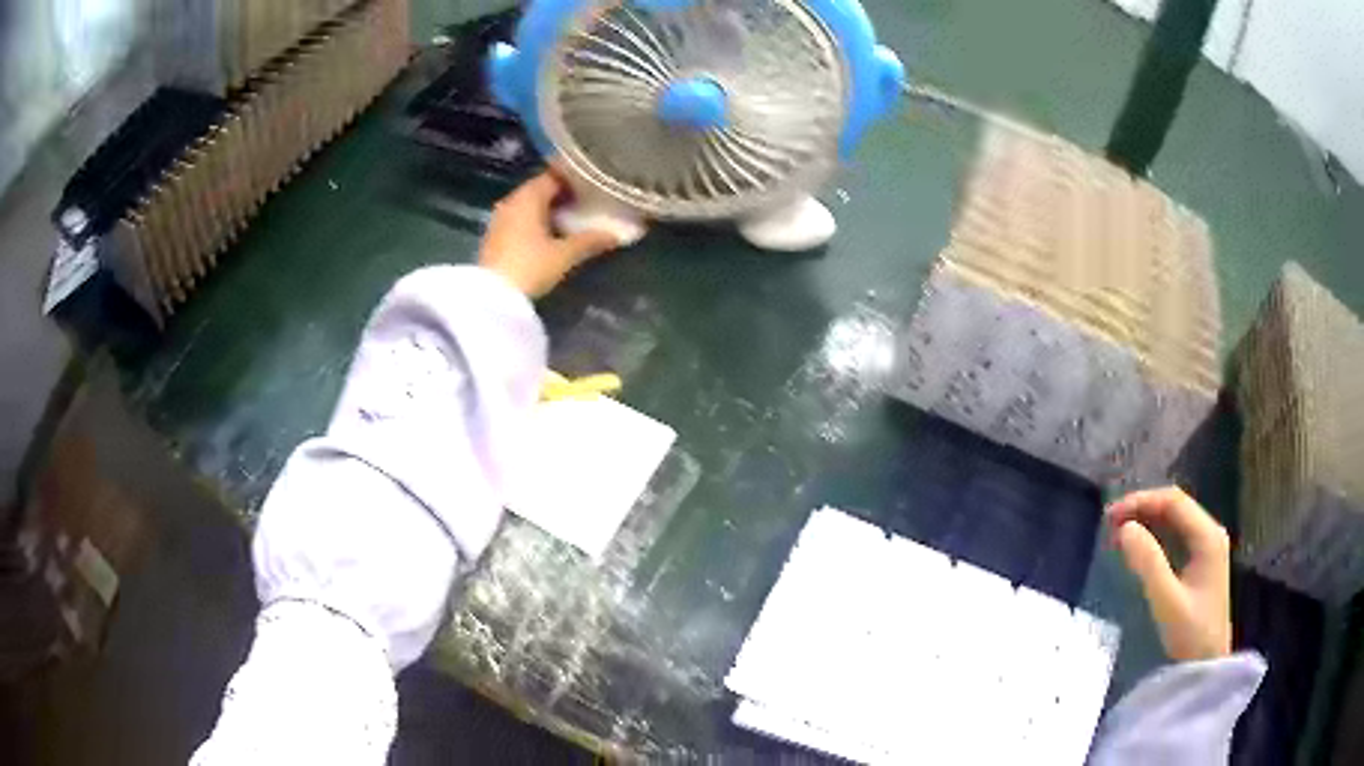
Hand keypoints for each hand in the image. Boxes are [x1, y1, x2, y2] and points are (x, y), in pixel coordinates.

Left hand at [479, 172, 621, 297]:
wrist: (493, 298)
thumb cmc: (530, 266)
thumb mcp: (564, 255)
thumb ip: (590, 240)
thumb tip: (617, 234)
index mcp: (528, 197)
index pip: (553, 176)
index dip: (574, 179)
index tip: (593, 186)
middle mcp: (511, 201)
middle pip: (540, 190)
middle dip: (562, 195)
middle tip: (587, 203)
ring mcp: (500, 219)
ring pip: (529, 206)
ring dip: (548, 210)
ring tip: (572, 219)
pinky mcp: (494, 238)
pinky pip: (519, 220)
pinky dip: (535, 222)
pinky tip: (550, 235)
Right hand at [1105, 486, 1231, 662]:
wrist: (1207, 665)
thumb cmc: (1190, 634)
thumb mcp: (1167, 601)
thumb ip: (1148, 563)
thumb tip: (1124, 528)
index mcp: (1207, 535)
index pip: (1173, 501)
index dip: (1140, 502)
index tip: (1110, 517)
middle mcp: (1210, 533)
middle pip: (1175, 507)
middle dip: (1142, 510)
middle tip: (1110, 525)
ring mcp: (1207, 548)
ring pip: (1175, 521)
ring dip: (1147, 522)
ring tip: (1118, 535)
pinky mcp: (1201, 563)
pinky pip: (1176, 538)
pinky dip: (1155, 537)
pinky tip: (1138, 548)